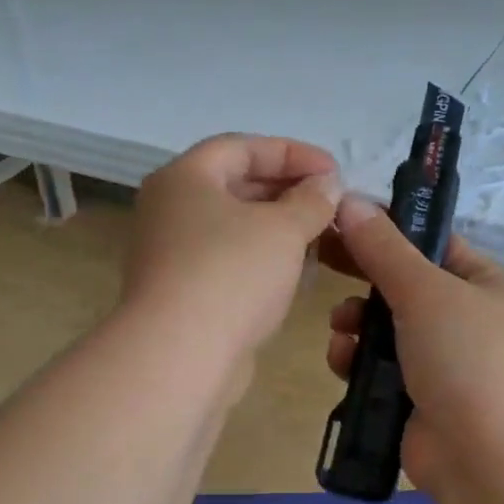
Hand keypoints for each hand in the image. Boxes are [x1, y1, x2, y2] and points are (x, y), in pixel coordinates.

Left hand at [123, 135, 341, 363]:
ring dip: (278, 228)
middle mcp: (169, 209)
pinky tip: (297, 273)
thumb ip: (311, 200)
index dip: (292, 153)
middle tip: (331, 204)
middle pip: (235, 185)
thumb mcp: (283, 228)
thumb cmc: (231, 274)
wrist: (179, 356)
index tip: (334, 170)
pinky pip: (228, 261)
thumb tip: (326, 185)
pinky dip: (261, 260)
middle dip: (287, 191)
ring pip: (233, 227)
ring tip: (322, 237)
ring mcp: (171, 253)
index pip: (241, 147)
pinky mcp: (181, 292)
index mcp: (184, 178)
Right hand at [322, 197, 503, 494]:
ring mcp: (444, 364)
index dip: (387, 230)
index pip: (433, 243)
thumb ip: (384, 249)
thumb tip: (349, 201)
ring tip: (340, 328)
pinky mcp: (417, 401)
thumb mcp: (427, 292)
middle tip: (320, 260)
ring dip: (356, 323)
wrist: (492, 465)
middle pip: (403, 286)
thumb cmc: (469, 361)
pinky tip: (341, 361)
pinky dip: (357, 362)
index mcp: (486, 285)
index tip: (340, 220)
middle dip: (364, 279)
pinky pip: (378, 368)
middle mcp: (468, 321)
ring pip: (385, 329)